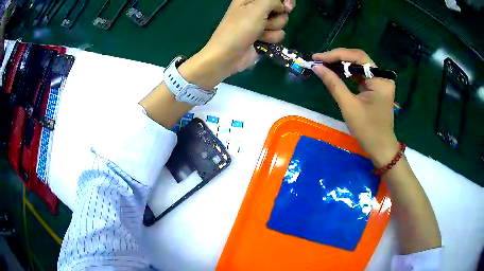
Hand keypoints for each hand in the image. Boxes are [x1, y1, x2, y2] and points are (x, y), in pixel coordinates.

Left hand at [182, 0, 294, 87]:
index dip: (284, 1)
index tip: (287, 7)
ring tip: (259, 33)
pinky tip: (260, 41)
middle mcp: (257, 8)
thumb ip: (274, 0)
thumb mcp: (257, 8)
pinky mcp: (265, 36)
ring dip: (272, 29)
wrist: (228, 55)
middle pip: (281, 8)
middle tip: (266, 21)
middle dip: (277, 16)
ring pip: (282, 22)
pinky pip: (279, 34)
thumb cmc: (240, 28)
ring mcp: (261, 23)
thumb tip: (283, 6)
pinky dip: (271, 38)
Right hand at [312, 48, 399, 166]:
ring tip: (324, 65)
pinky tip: (336, 73)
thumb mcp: (349, 106)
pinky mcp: (376, 88)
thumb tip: (317, 67)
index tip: (318, 58)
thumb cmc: (367, 130)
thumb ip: (333, 84)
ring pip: (359, 66)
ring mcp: (380, 82)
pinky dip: (347, 74)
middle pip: (359, 59)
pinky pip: (360, 76)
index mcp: (380, 80)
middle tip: (319, 60)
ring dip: (342, 65)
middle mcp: (382, 77)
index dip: (337, 55)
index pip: (358, 57)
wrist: (380, 148)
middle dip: (338, 58)